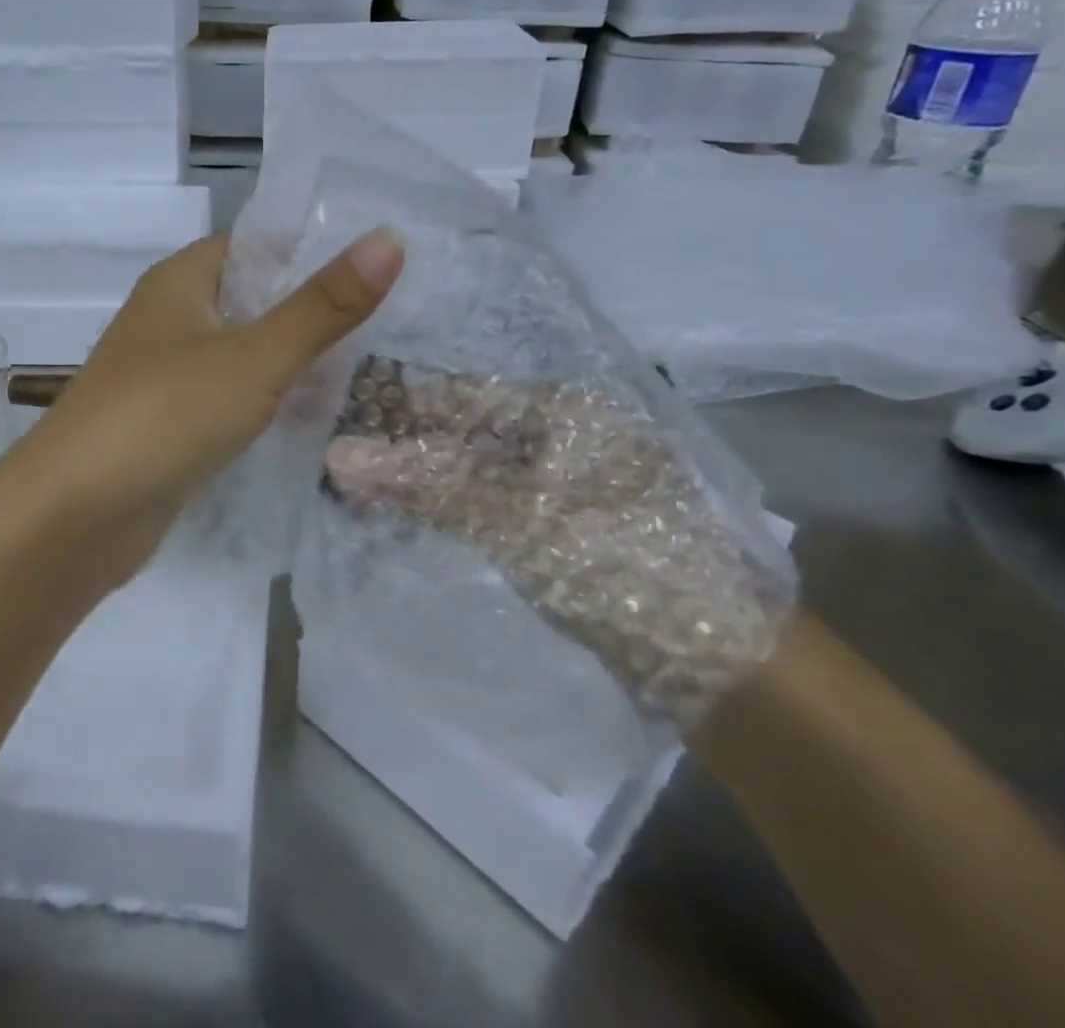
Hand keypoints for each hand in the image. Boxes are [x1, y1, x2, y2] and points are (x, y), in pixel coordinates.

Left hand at [7, 228, 404, 591]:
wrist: (73, 516)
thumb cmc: (163, 415)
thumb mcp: (254, 357)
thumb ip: (322, 306)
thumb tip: (390, 239)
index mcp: (181, 281)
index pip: (257, 244)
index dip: (314, 247)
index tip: (383, 260)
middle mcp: (171, 318)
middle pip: (254, 299)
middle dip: (314, 311)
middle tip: (394, 320)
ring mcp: (168, 375)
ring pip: (245, 353)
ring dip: (295, 361)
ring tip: (374, 366)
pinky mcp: (171, 425)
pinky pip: (232, 399)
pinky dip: (269, 403)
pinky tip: (317, 417)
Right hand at [322, 361, 792, 727]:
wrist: (734, 671)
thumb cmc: (627, 568)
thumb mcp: (520, 521)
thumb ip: (428, 485)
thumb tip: (338, 455)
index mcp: (564, 410)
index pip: (458, 394)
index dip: (397, 405)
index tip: (334, 416)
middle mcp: (563, 434)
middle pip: (463, 430)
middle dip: (402, 444)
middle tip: (331, 458)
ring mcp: (565, 483)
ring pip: (474, 469)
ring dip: (421, 478)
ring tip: (354, 487)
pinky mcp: (564, 527)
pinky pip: (491, 503)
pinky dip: (449, 507)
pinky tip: (407, 516)